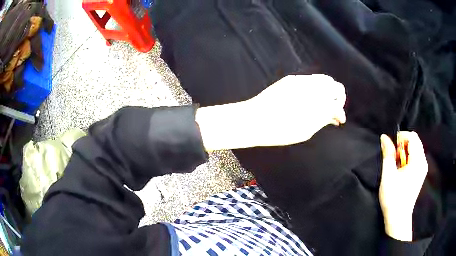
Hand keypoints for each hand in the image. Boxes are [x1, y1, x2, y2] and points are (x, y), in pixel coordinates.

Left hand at [196, 74, 345, 149]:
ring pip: (325, 79)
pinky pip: (312, 79)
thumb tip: (335, 117)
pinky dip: (318, 87)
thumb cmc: (279, 131)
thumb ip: (323, 120)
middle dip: (338, 98)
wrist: (253, 119)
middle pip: (335, 86)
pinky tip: (313, 98)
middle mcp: (311, 87)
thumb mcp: (305, 131)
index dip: (340, 113)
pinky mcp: (291, 78)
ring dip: (329, 91)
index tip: (338, 121)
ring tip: (324, 104)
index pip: (337, 104)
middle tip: (334, 110)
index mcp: (317, 103)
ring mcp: (301, 80)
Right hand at [379, 132, 427, 240]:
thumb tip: (384, 137)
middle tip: (394, 157)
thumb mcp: (388, 175)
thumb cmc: (393, 197)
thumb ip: (388, 154)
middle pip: (415, 141)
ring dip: (405, 152)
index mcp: (417, 161)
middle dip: (403, 144)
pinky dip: (408, 158)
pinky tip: (402, 170)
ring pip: (416, 149)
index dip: (401, 137)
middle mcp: (423, 162)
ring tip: (397, 164)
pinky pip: (416, 158)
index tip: (392, 147)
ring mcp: (423, 168)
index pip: (412, 137)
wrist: (398, 218)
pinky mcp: (421, 174)